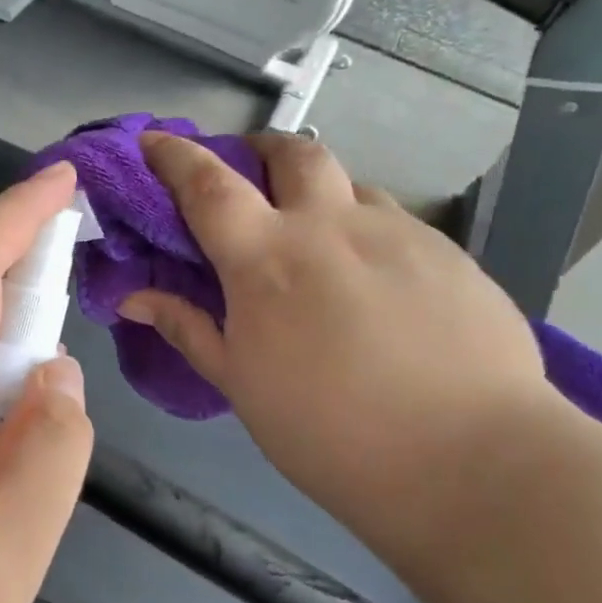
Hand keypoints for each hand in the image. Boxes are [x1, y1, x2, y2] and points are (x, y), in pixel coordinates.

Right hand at [119, 133, 553, 534]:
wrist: (469, 460)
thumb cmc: (328, 430)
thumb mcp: (240, 384)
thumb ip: (187, 328)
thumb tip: (132, 298)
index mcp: (265, 257)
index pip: (207, 184)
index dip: (174, 155)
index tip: (155, 141)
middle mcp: (330, 225)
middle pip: (292, 152)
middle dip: (261, 150)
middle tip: (249, 174)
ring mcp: (397, 233)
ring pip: (349, 184)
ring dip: (320, 193)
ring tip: (317, 237)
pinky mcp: (449, 253)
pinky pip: (394, 221)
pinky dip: (365, 230)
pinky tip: (374, 280)